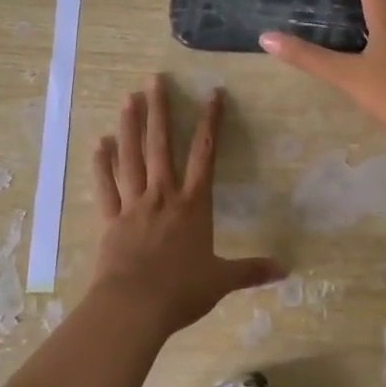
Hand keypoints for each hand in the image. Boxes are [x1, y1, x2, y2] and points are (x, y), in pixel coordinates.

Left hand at [88, 75, 284, 337]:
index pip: (205, 154)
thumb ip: (252, 271)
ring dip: (130, 126)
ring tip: (128, 98)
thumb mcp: (222, 281)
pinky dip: (101, 164)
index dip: (210, 122)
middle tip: (154, 79)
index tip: (213, 93)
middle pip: (161, 145)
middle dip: (160, 110)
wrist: (134, 307)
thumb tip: (287, 269)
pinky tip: (99, 142)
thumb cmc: (181, 291)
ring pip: (131, 157)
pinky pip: (106, 186)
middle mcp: (163, 196)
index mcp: (193, 205)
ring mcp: (134, 204)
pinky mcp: (111, 219)